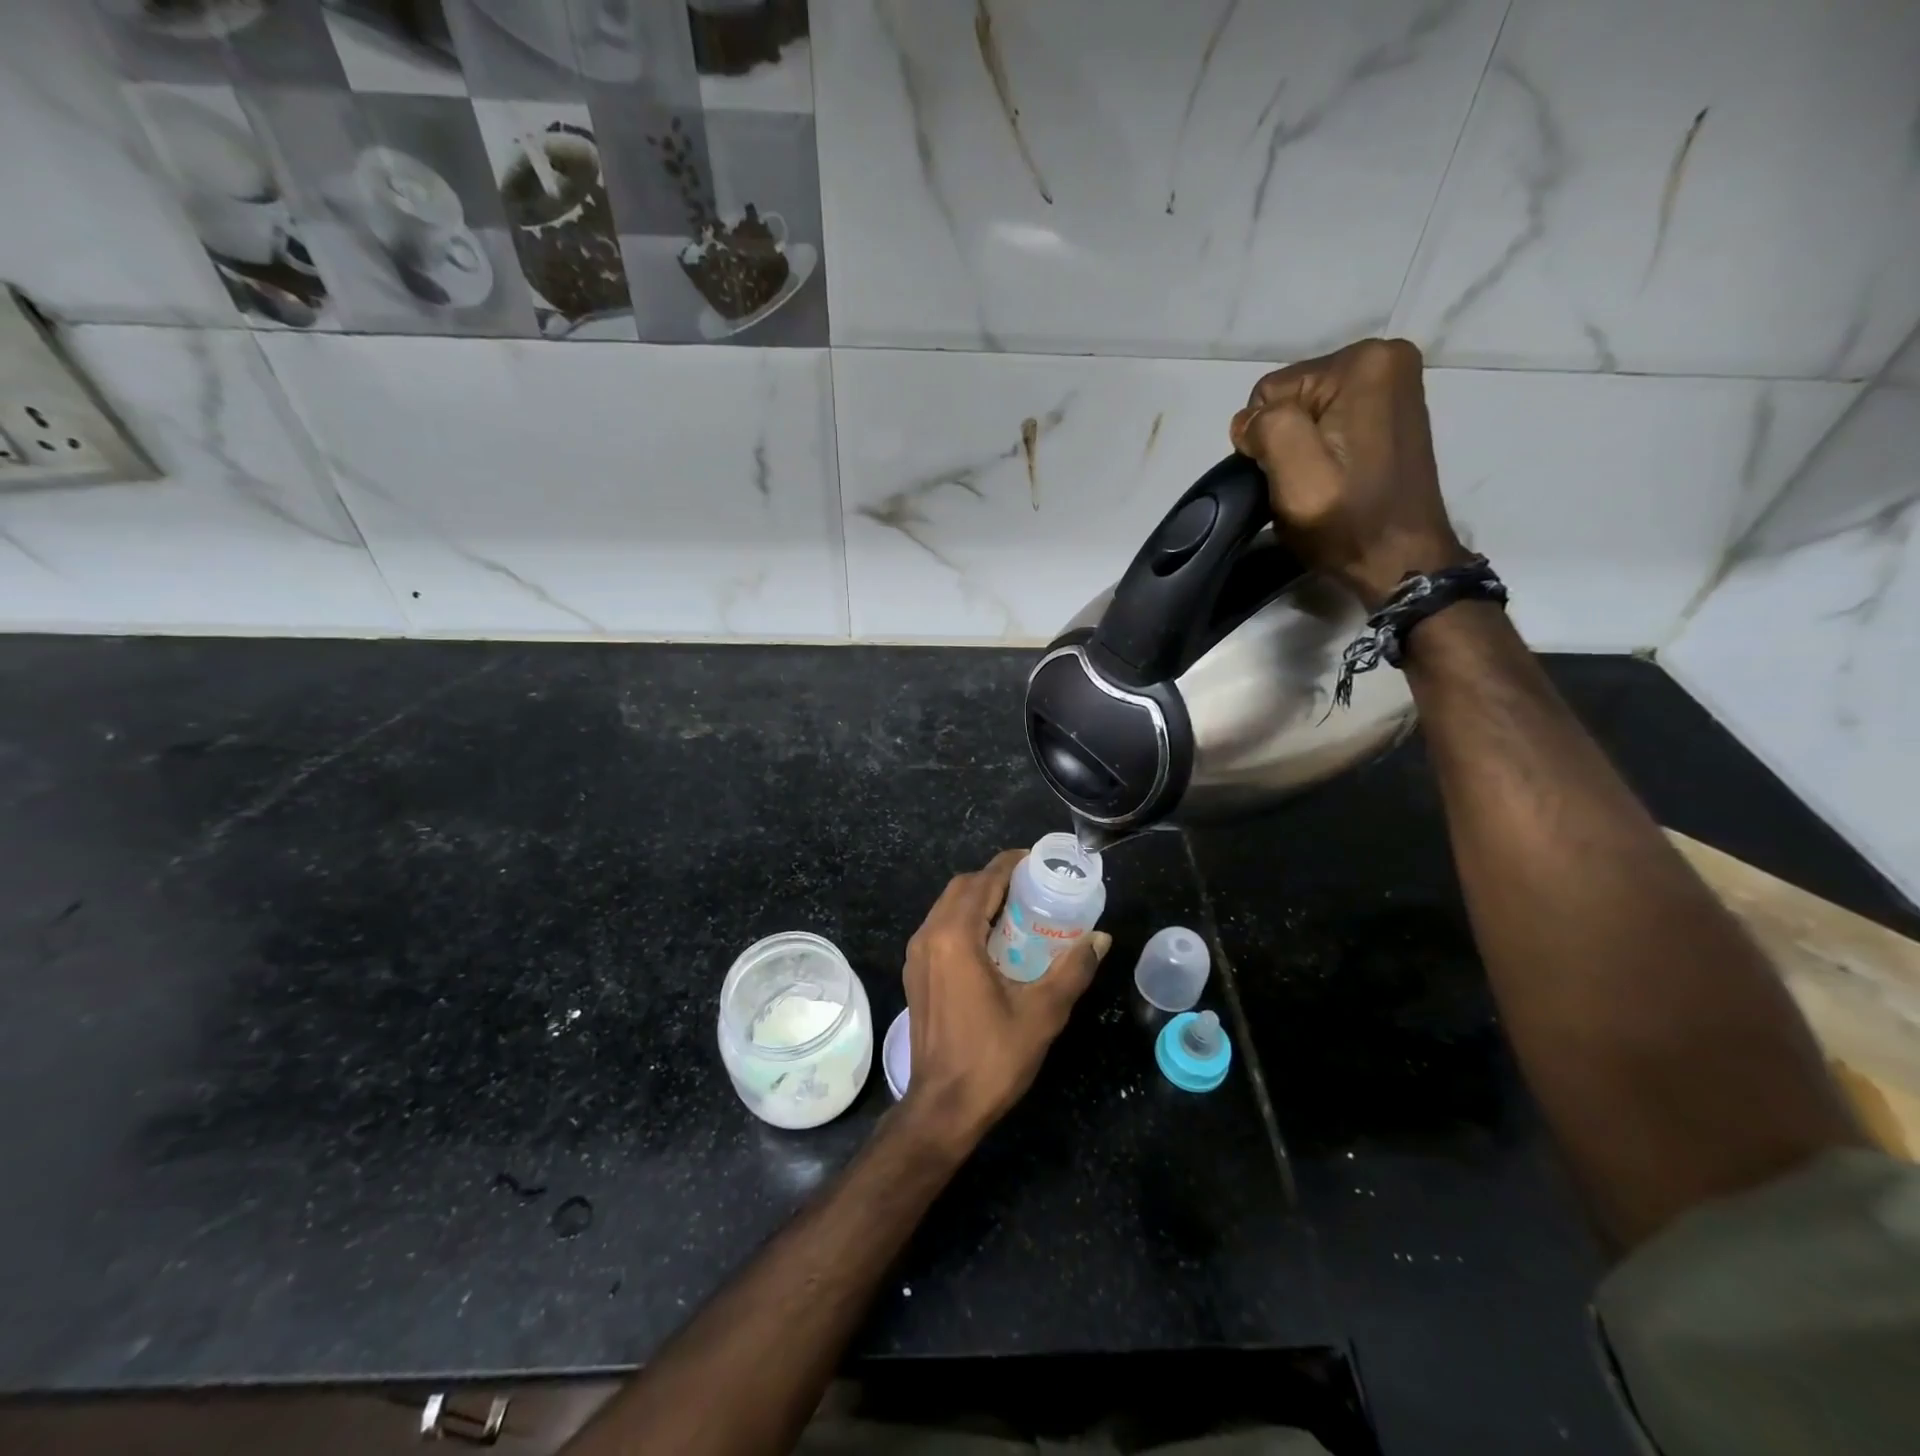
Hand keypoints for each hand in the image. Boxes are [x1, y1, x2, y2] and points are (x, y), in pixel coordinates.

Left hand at [898, 849, 1110, 1149]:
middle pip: (961, 887)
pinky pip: (940, 928)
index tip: (1037, 861)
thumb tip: (1099, 938)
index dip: (1010, 864)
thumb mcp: (1043, 1012)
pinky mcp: (916, 974)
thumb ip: (1073, 969)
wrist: (943, 1106)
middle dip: (995, 879)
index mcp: (955, 936)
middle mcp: (929, 936)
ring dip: (978, 899)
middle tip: (1032, 886)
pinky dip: (965, 920)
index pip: (983, 881)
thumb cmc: (993, 1057)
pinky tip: (993, 941)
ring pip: (947, 907)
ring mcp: (917, 955)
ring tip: (1017, 909)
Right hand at [1229, 337, 1468, 607]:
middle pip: (1291, 398)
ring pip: (1307, 413)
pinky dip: (1323, 450)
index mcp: (1363, 363)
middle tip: (1304, 484)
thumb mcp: (1295, 474)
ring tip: (1321, 484)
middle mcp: (1385, 358)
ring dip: (1302, 449)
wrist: (1400, 559)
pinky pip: (1330, 422)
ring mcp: (1394, 384)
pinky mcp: (1392, 411)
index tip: (1289, 476)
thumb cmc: (1346, 521)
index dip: (1265, 440)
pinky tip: (1336, 477)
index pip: (1270, 392)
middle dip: (1285, 441)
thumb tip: (1248, 422)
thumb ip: (1266, 428)